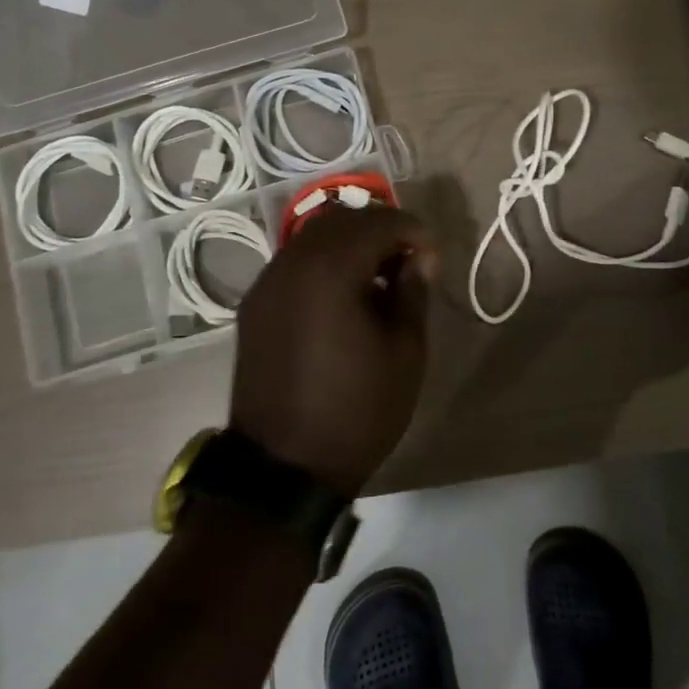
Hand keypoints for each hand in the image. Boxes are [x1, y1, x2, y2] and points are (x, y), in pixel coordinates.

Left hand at [230, 205, 434, 496]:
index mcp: (331, 270)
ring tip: (378, 278)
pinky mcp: (255, 305)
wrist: (282, 468)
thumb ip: (413, 292)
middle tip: (408, 261)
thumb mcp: (405, 352)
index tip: (433, 256)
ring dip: (350, 244)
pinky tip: (342, 297)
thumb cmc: (357, 410)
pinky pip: (294, 264)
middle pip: (342, 220)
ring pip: (313, 238)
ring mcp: (267, 282)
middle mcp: (292, 263)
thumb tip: (419, 257)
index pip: (378, 222)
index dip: (413, 231)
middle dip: (380, 230)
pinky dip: (323, 264)